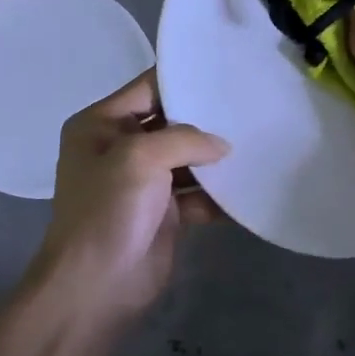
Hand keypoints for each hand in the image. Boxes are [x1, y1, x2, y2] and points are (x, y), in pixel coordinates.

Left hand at [26, 69, 228, 327]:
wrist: (96, 286)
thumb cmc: (107, 210)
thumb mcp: (139, 158)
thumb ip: (184, 139)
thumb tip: (221, 145)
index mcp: (101, 125)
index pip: (146, 88)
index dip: (182, 79)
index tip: (224, 69)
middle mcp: (121, 148)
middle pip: (171, 123)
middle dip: (206, 119)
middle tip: (250, 104)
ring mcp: (144, 183)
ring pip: (187, 160)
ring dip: (216, 158)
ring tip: (259, 141)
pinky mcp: (165, 213)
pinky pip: (197, 195)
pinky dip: (219, 195)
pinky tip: (250, 186)